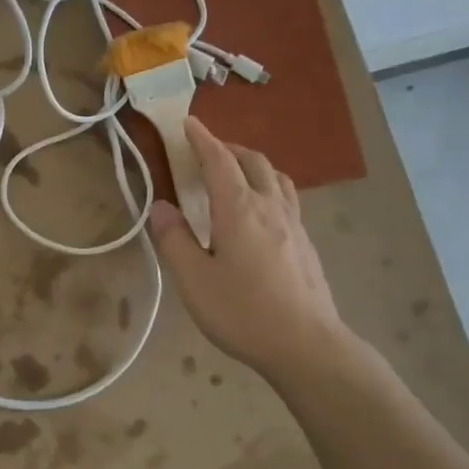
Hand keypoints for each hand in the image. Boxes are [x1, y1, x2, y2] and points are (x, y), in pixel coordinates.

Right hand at [148, 117, 350, 379]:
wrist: (307, 345)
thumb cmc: (243, 312)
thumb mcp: (194, 280)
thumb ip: (174, 240)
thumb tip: (161, 207)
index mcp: (239, 209)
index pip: (219, 161)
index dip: (202, 139)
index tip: (188, 123)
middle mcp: (269, 207)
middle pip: (252, 161)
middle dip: (228, 148)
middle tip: (206, 152)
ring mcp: (294, 224)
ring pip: (275, 176)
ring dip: (252, 164)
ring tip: (235, 175)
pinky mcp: (306, 243)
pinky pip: (286, 197)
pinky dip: (268, 186)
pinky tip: (261, 211)